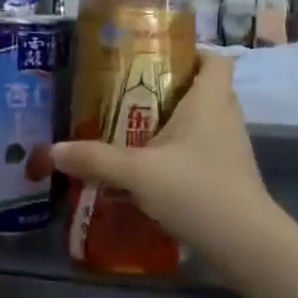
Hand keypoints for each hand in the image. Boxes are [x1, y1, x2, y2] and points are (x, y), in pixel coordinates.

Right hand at [50, 54, 273, 259]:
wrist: (243, 244)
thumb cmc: (195, 190)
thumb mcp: (137, 172)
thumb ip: (95, 159)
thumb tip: (53, 150)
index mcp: (210, 101)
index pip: (216, 59)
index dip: (192, 53)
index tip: (156, 60)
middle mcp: (225, 118)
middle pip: (203, 90)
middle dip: (169, 91)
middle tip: (129, 96)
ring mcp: (229, 150)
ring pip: (200, 124)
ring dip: (171, 126)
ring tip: (131, 132)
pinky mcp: (227, 177)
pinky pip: (200, 153)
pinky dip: (177, 156)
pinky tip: (148, 172)